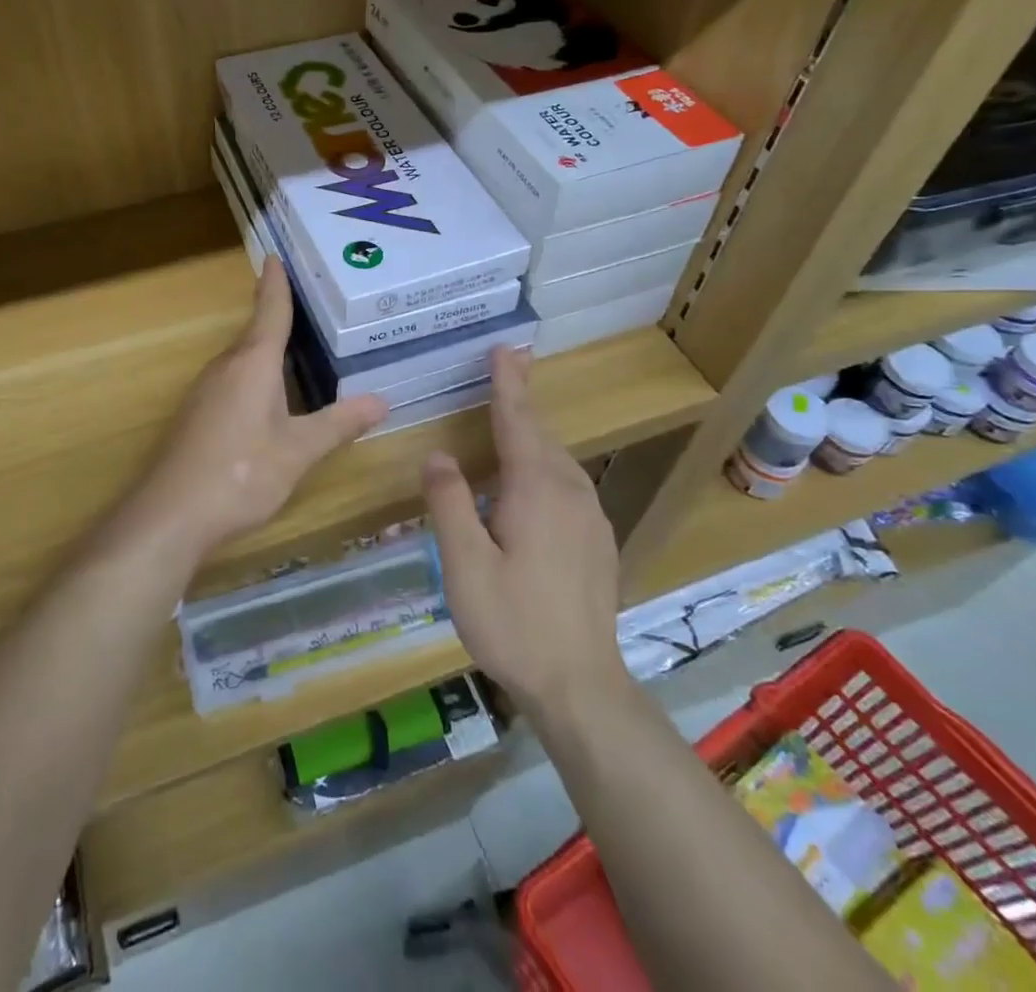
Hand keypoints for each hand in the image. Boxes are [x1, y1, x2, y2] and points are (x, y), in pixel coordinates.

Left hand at [123, 260, 386, 561]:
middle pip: (255, 331)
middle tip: (309, 300)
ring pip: (242, 357)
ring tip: (297, 343)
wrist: (172, 514)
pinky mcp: (198, 415)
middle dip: (276, 313)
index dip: (276, 284)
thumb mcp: (299, 450)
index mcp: (252, 363)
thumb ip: (339, 424)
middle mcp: (226, 367)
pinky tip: (269, 393)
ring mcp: (206, 391)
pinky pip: (232, 379)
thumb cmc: (241, 473)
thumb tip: (383, 401)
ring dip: (265, 345)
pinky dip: (255, 373)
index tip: (275, 256)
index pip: (269, 311)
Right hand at [422, 347, 623, 711]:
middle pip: (541, 435)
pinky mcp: (597, 542)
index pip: (517, 420)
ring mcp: (591, 518)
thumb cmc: (513, 623)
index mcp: (535, 489)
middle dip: (520, 401)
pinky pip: (567, 485)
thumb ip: (450, 502)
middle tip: (505, 369)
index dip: (508, 382)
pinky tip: (530, 484)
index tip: (506, 348)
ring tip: (510, 420)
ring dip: (532, 435)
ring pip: (557, 461)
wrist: (582, 687)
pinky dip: (544, 466)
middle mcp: (569, 492)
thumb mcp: (464, 564)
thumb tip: (438, 454)